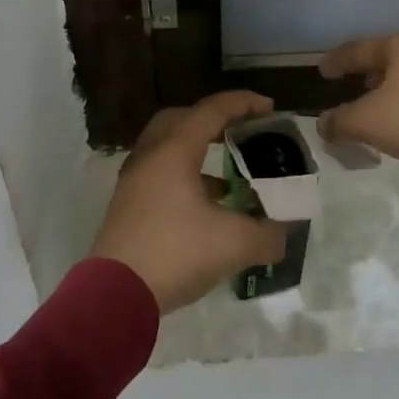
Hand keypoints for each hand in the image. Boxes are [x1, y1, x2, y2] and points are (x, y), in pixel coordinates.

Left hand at [88, 92, 289, 312]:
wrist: (114, 294)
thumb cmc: (175, 252)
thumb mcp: (233, 244)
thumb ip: (267, 235)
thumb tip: (283, 235)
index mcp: (174, 149)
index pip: (212, 110)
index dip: (243, 103)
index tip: (270, 107)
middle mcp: (150, 154)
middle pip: (182, 119)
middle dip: (214, 119)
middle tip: (240, 131)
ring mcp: (134, 179)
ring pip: (168, 147)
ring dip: (198, 150)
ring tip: (228, 174)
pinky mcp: (128, 205)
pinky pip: (160, 173)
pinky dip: (185, 176)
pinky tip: (206, 206)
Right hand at [317, 35, 398, 176]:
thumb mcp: (367, 122)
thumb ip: (340, 121)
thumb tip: (323, 123)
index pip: (359, 49)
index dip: (337, 60)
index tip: (323, 70)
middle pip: (392, 57)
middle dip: (372, 73)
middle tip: (357, 86)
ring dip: (398, 90)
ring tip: (387, 109)